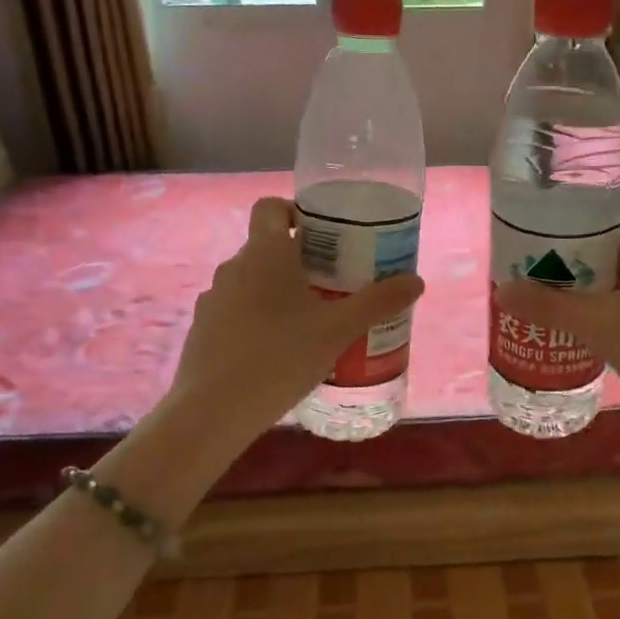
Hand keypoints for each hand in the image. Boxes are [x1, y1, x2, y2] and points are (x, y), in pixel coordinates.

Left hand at [169, 197, 425, 441]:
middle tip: (333, 285)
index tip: (324, 236)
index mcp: (264, 253)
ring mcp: (212, 299)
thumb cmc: (280, 357)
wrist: (213, 411)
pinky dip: (256, 320)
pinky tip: (277, 352)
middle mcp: (233, 267)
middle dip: (299, 261)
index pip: (271, 207)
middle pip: (267, 247)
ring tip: (308, 323)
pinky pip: (236, 311)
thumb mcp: (339, 330)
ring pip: (251, 282)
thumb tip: (417, 281)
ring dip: (277, 292)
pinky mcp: (202, 330)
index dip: (295, 211)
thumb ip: (378, 302)